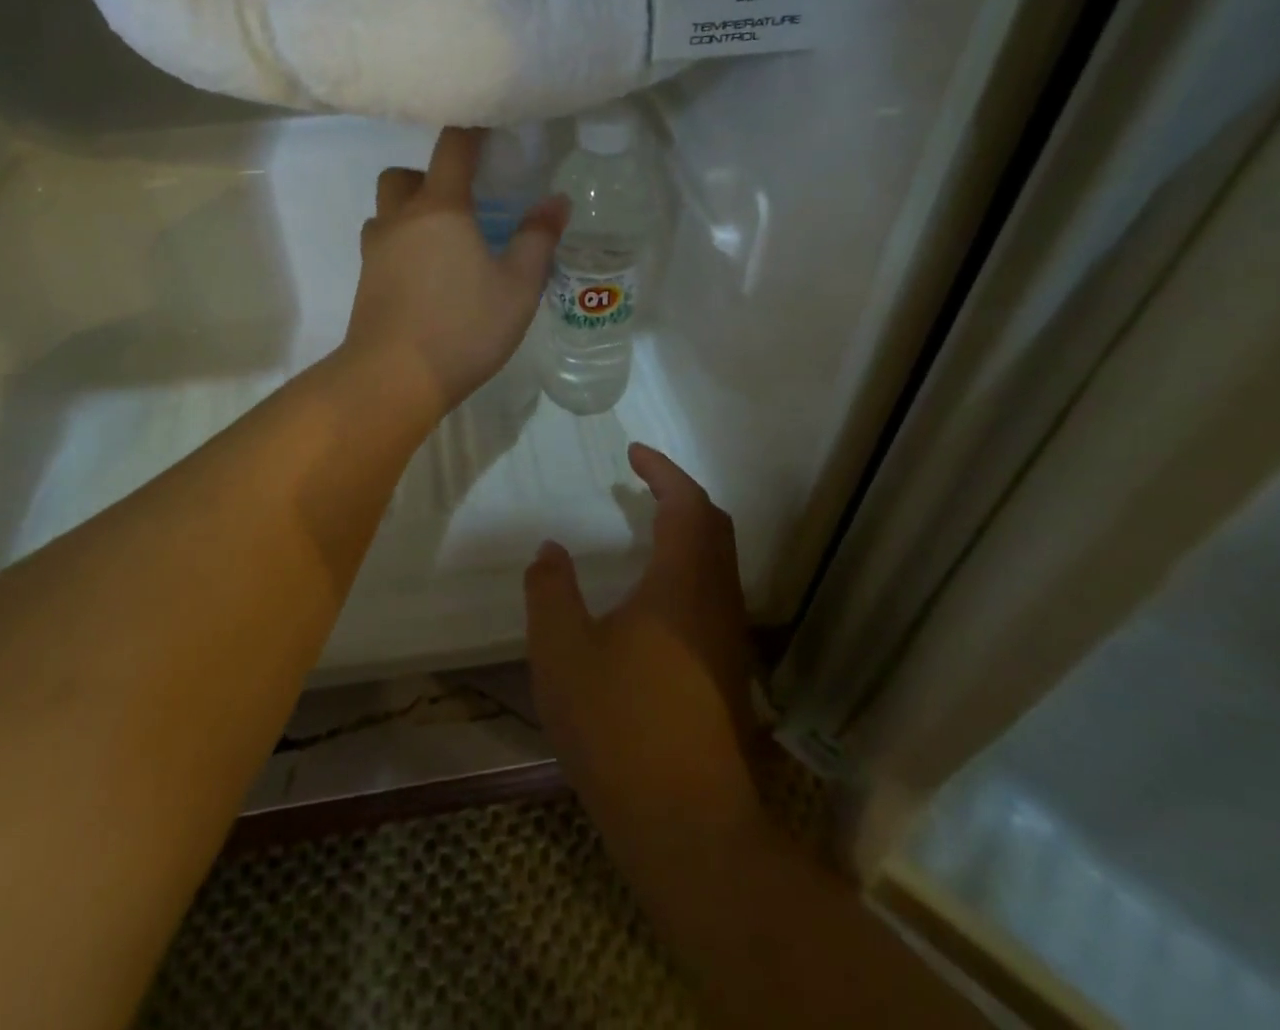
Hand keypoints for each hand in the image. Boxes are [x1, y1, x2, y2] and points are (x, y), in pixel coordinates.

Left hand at [343, 128, 568, 415]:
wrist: (393, 378)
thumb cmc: (463, 328)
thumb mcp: (518, 287)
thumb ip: (538, 240)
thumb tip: (555, 202)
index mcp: (441, 208)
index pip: (453, 147)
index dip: (472, 131)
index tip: (491, 129)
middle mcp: (400, 219)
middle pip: (404, 175)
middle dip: (429, 176)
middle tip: (462, 202)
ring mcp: (376, 250)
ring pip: (386, 210)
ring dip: (409, 212)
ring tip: (442, 241)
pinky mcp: (365, 281)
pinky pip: (381, 245)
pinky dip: (400, 245)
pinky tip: (425, 275)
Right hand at [525, 444, 759, 841]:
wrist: (690, 827)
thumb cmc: (620, 728)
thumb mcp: (562, 653)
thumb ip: (550, 591)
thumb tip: (550, 549)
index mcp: (683, 584)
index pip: (686, 504)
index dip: (663, 471)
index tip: (633, 453)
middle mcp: (717, 602)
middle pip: (713, 526)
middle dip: (680, 495)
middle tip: (642, 483)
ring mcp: (729, 640)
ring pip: (719, 562)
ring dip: (689, 532)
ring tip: (645, 529)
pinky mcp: (730, 673)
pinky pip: (714, 594)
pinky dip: (689, 568)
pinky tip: (655, 597)